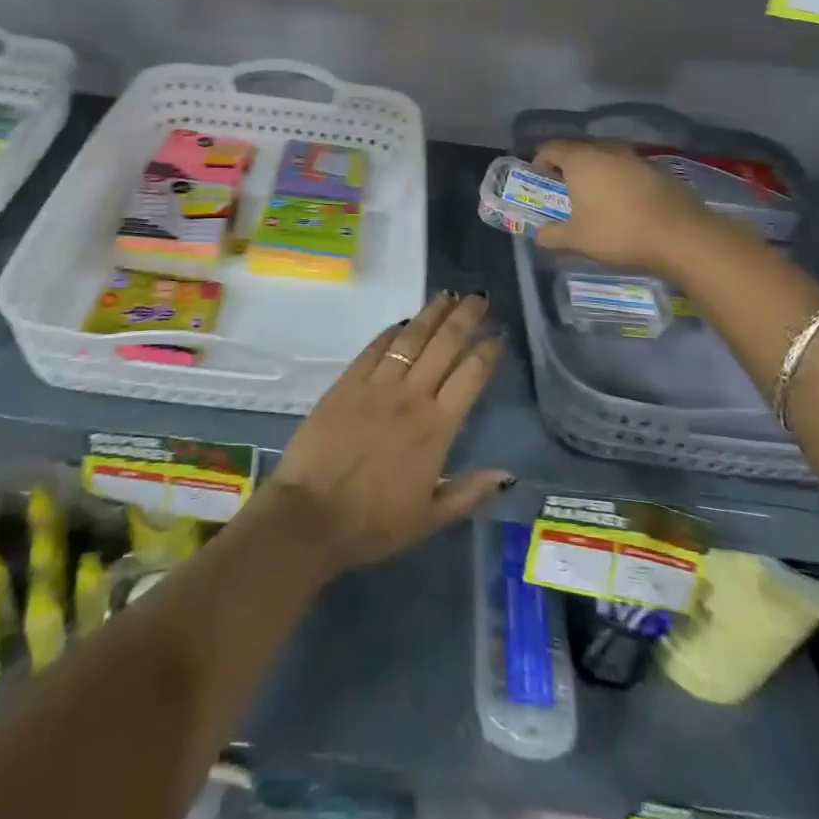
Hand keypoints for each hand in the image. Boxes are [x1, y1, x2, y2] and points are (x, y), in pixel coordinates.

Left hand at [266, 292, 510, 578]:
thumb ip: (469, 493)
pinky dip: (392, 331)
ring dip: (432, 314)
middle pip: (444, 345)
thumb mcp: (429, 519)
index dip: (487, 351)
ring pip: (411, 338)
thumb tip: (508, 474)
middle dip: (465, 318)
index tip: (498, 334)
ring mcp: (376, 385)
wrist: (310, 515)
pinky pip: (374, 348)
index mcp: (436, 428)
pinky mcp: (347, 382)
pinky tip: (403, 320)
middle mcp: (411, 396)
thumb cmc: (373, 523)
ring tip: (448, 295)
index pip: (470, 376)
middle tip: (479, 297)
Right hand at [532, 138, 722, 274]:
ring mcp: (635, 157)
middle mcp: (606, 150)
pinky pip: (627, 168)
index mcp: (581, 160)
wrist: (681, 236)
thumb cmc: (618, 232)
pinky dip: (619, 179)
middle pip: (578, 149)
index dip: (540, 162)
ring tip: (594, 196)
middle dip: (567, 166)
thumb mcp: (577, 240)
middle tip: (564, 190)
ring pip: (605, 157)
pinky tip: (624, 202)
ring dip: (596, 171)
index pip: (550, 148)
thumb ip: (552, 235)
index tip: (540, 181)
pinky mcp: (657, 169)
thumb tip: (538, 235)